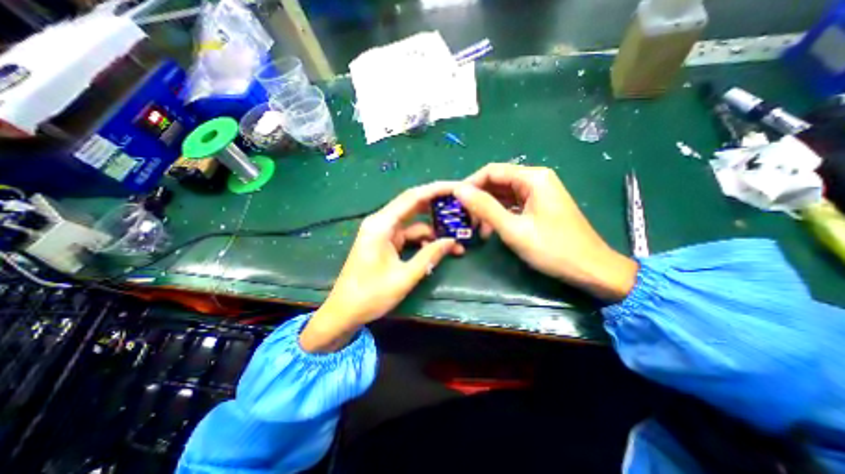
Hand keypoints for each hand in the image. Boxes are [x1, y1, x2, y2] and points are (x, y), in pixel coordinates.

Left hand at [300, 182, 465, 351]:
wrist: (344, 312)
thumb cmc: (370, 295)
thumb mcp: (404, 277)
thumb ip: (429, 256)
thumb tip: (452, 241)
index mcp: (381, 224)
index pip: (413, 197)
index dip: (437, 190)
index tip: (458, 188)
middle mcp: (381, 222)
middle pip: (414, 205)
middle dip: (438, 205)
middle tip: (462, 207)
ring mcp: (383, 232)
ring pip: (414, 222)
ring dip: (434, 229)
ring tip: (456, 239)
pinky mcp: (386, 242)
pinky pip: (409, 235)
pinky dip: (424, 240)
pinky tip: (438, 249)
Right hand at [459, 164, 637, 301]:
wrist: (591, 269)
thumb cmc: (553, 249)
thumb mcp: (514, 229)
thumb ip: (485, 207)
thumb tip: (459, 190)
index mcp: (533, 178)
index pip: (492, 171)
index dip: (470, 184)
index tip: (454, 201)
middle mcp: (536, 179)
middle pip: (497, 182)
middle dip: (478, 199)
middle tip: (464, 218)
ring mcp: (538, 193)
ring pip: (503, 194)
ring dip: (487, 209)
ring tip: (476, 228)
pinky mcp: (538, 206)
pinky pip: (512, 204)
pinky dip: (499, 215)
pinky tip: (490, 230)